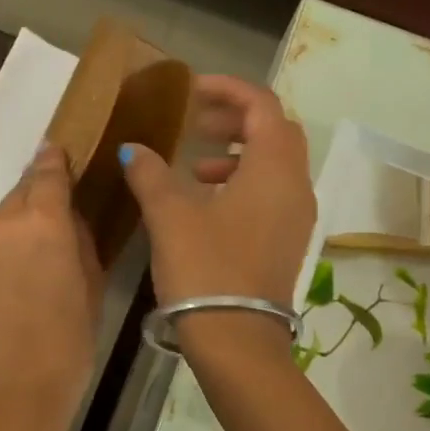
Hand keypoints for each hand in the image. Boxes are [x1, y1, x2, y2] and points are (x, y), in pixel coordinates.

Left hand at [0, 143, 102, 430]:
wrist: (3, 399)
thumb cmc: (66, 348)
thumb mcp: (92, 290)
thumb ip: (79, 242)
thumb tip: (67, 220)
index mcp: (44, 222)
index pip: (48, 172)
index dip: (55, 161)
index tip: (57, 154)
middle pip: (19, 197)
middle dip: (35, 208)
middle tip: (50, 238)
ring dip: (10, 240)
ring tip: (23, 280)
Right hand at [119, 75, 315, 330]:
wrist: (238, 340)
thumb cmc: (207, 269)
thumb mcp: (171, 216)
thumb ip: (151, 174)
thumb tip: (132, 149)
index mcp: (275, 169)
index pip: (263, 105)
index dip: (228, 89)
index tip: (192, 89)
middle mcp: (296, 186)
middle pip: (275, 131)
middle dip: (235, 118)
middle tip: (195, 123)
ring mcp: (297, 216)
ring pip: (275, 163)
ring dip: (238, 152)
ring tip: (195, 166)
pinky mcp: (288, 240)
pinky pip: (272, 192)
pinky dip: (244, 182)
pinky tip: (207, 202)